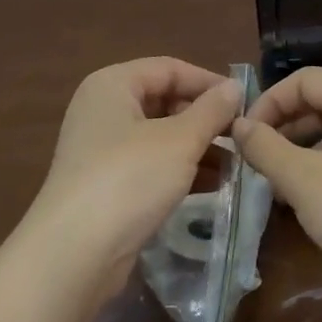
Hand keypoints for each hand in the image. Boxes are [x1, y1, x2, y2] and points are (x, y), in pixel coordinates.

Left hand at [24, 58, 240, 301]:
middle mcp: (104, 110)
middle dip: (206, 120)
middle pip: (165, 102)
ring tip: (238, 166)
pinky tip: (216, 186)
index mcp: (113, 85)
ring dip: (200, 148)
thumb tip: (235, 86)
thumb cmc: (129, 179)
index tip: (246, 103)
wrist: (75, 252)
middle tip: (243, 137)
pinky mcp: (109, 185)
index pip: (170, 69)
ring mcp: (103, 150)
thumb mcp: (179, 140)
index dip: (209, 82)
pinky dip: (182, 171)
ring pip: (162, 137)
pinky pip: (153, 166)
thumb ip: (212, 110)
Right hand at [231, 67, 321, 293]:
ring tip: (275, 184)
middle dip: (284, 127)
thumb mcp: (303, 179)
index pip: (306, 79)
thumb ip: (265, 147)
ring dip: (301, 152)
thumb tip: (239, 126)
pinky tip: (307, 202)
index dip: (269, 101)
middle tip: (255, 158)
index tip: (244, 135)